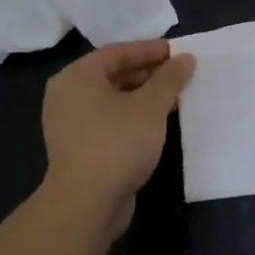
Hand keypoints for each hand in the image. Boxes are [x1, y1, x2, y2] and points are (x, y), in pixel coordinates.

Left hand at [41, 40, 195, 235]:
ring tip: (174, 98)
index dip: (149, 50)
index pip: (117, 52)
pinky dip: (132, 115)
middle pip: (113, 74)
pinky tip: (157, 122)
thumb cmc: (117, 143)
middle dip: (148, 73)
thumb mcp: (150, 106)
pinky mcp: (79, 147)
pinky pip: (109, 119)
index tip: (178, 52)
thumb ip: (169, 79)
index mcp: (77, 77)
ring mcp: (71, 123)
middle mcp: (68, 95)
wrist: (86, 204)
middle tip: (179, 75)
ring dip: (143, 96)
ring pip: (113, 99)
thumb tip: (185, 58)